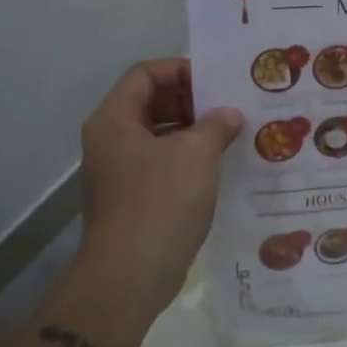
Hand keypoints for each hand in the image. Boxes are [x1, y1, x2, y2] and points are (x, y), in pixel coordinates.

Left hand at [75, 59, 242, 321]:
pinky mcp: (135, 199)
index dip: (180, 70)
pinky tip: (222, 164)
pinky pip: (165, 164)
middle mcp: (112, 140)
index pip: (145, 74)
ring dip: (195, 131)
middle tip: (231, 105)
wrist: (130, 277)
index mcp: (115, 120)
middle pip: (152, 102)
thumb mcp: (196, 154)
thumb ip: (216, 124)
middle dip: (193, 101)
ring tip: (234, 133)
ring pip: (161, 135)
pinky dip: (191, 159)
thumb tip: (229, 115)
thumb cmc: (160, 202)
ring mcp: (121, 172)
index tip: (216, 82)